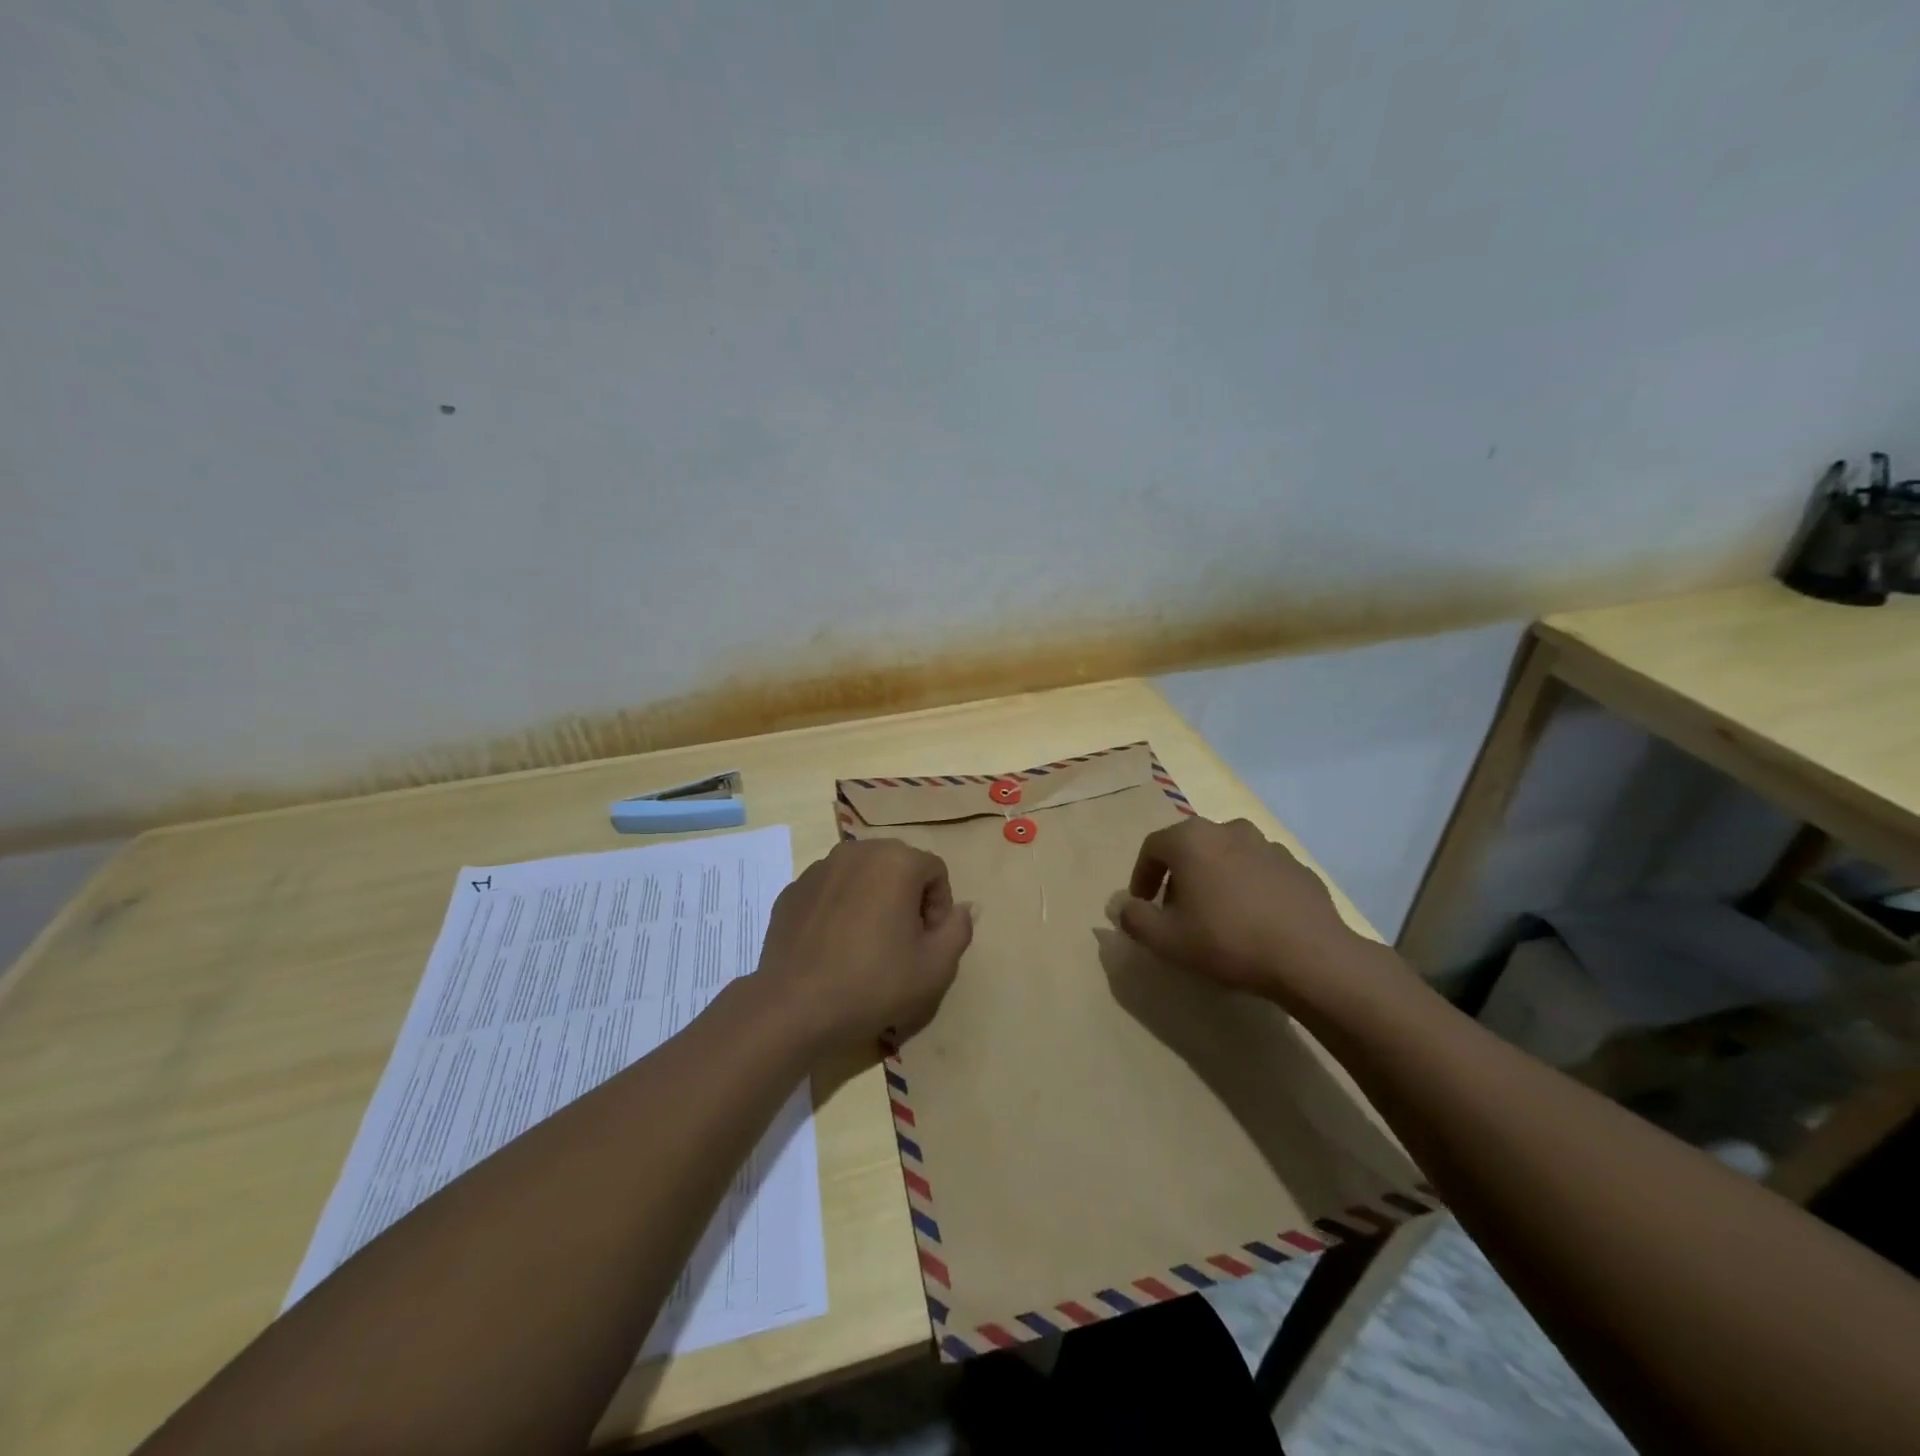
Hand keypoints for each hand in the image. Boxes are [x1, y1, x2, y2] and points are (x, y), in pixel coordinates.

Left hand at [755, 838, 973, 1054]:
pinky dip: (840, 909)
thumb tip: (964, 908)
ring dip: (873, 900)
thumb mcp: (935, 967)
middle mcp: (857, 851)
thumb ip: (959, 929)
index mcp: (896, 860)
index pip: (935, 872)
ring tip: (866, 945)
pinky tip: (834, 947)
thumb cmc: (872, 984)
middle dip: (908, 899)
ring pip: (862, 876)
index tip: (928, 944)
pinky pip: (831, 891)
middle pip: (898, 867)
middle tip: (902, 944)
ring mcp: (819, 868)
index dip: (939, 908)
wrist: (792, 1006)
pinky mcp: (793, 890)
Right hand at [1110, 816, 1388, 1010]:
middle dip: (1178, 877)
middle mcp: (1228, 830)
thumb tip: (1122, 907)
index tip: (1142, 904)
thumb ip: (1134, 919)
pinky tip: (1253, 921)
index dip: (1141, 876)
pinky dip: (1248, 888)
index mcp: (1191, 839)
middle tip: (1176, 911)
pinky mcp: (1297, 866)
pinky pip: (1259, 872)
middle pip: (1191, 847)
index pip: (1152, 847)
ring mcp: (1267, 845)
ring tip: (1217, 916)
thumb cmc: (1227, 940)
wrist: (1311, 956)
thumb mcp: (1166, 939)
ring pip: (1227, 857)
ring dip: (1214, 879)